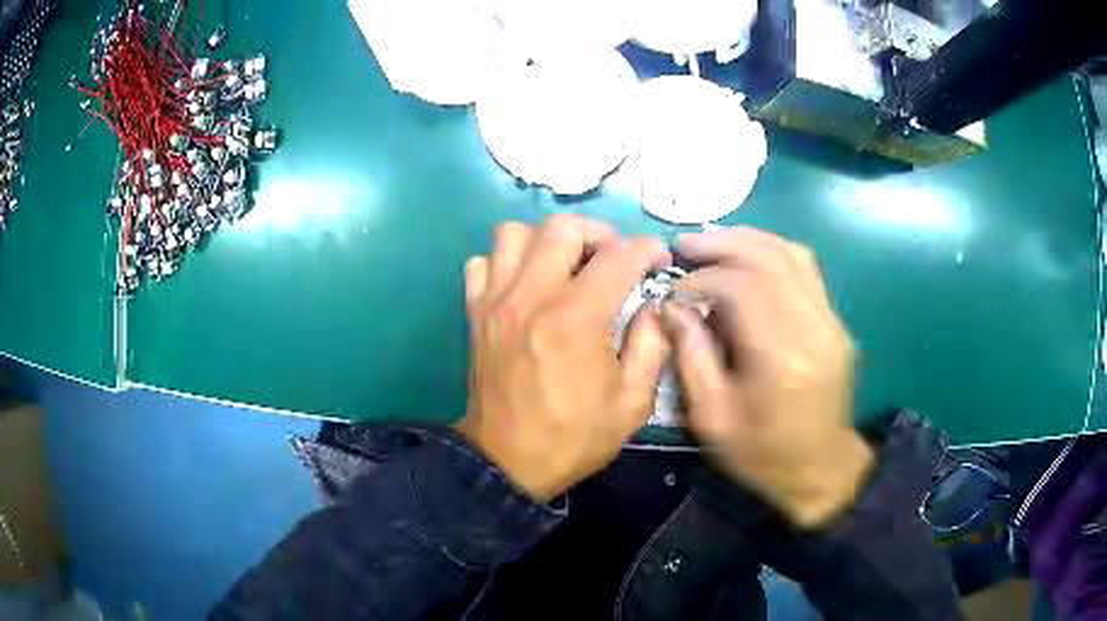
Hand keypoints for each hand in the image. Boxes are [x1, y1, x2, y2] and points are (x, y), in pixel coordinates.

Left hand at [456, 215, 671, 501]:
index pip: (618, 256)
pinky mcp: (474, 313)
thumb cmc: (574, 437)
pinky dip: (506, 261)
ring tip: (566, 265)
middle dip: (599, 234)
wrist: (507, 462)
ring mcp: (496, 301)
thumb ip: (651, 345)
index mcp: (576, 319)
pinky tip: (524, 284)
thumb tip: (652, 306)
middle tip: (613, 259)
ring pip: (514, 233)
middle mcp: (531, 297)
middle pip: (562, 228)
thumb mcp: (632, 403)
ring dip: (547, 240)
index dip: (647, 249)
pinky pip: (482, 262)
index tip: (657, 260)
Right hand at [663, 227, 872, 528]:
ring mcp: (829, 321)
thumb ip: (692, 358)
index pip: (741, 289)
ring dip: (746, 240)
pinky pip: (805, 268)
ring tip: (711, 241)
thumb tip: (671, 309)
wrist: (821, 467)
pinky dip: (772, 251)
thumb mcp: (713, 419)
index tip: (673, 293)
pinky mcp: (834, 321)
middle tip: (684, 246)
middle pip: (768, 260)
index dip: (701, 281)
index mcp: (781, 360)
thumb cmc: (763, 454)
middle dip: (720, 246)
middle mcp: (813, 330)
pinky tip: (747, 255)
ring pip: (790, 254)